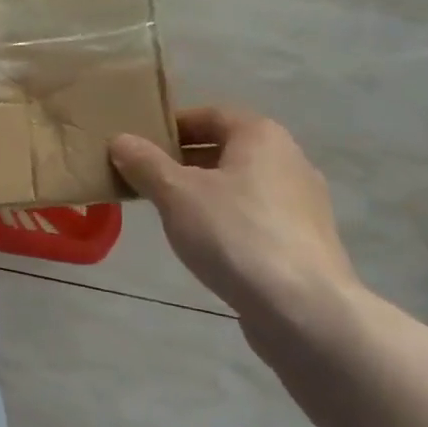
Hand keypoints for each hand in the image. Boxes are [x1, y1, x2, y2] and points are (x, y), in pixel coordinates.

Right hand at [110, 106, 359, 337]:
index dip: (171, 126)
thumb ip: (145, 163)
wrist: (306, 311)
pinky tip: (207, 245)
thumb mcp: (176, 194)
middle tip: (146, 178)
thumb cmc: (236, 234)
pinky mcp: (306, 242)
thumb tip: (121, 140)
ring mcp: (303, 203)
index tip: (139, 145)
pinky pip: (256, 216)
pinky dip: (228, 220)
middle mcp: (289, 159)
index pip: (209, 115)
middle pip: (225, 149)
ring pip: (241, 185)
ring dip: (205, 192)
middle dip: (184, 161)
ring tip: (170, 213)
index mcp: (261, 135)